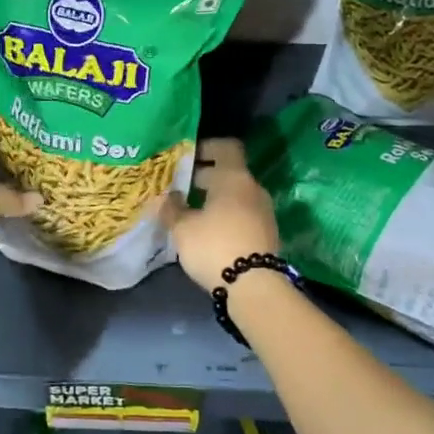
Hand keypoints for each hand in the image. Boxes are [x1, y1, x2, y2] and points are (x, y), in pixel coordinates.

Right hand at [160, 138, 280, 292]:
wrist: (254, 286)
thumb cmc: (215, 246)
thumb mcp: (183, 228)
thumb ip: (172, 208)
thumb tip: (166, 197)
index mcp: (234, 177)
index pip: (226, 147)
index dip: (207, 147)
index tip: (186, 157)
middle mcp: (253, 189)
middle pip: (230, 172)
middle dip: (205, 176)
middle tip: (180, 187)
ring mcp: (264, 211)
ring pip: (236, 194)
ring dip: (216, 198)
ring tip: (191, 211)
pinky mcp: (267, 233)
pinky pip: (243, 213)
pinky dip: (227, 215)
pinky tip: (208, 231)